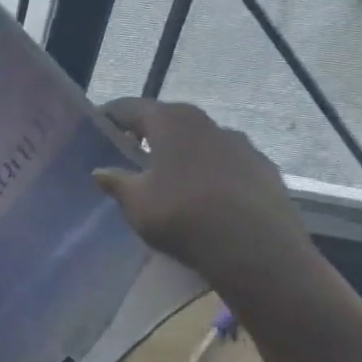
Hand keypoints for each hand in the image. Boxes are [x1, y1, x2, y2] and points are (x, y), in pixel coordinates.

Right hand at [92, 98, 316, 293]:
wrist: (260, 253)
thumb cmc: (184, 216)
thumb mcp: (135, 202)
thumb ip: (115, 181)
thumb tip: (101, 172)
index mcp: (171, 121)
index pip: (129, 107)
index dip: (108, 117)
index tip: (94, 132)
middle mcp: (208, 123)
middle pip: (167, 120)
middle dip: (145, 133)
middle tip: (126, 153)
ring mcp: (243, 145)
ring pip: (199, 140)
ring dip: (180, 152)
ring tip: (166, 177)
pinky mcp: (266, 170)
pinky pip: (226, 162)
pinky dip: (208, 171)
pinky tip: (203, 196)